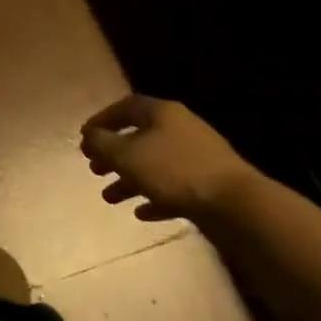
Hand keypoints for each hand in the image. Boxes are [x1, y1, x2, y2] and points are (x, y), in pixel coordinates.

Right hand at [80, 94, 265, 225]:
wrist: (237, 205)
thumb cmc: (174, 171)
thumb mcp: (125, 155)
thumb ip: (101, 144)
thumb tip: (90, 137)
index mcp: (162, 113)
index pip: (125, 107)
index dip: (102, 120)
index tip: (84, 137)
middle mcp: (181, 129)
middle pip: (139, 137)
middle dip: (113, 154)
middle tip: (94, 168)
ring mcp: (198, 158)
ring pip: (154, 165)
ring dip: (129, 180)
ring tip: (109, 198)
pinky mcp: (209, 185)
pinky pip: (173, 188)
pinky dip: (154, 197)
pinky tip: (141, 213)